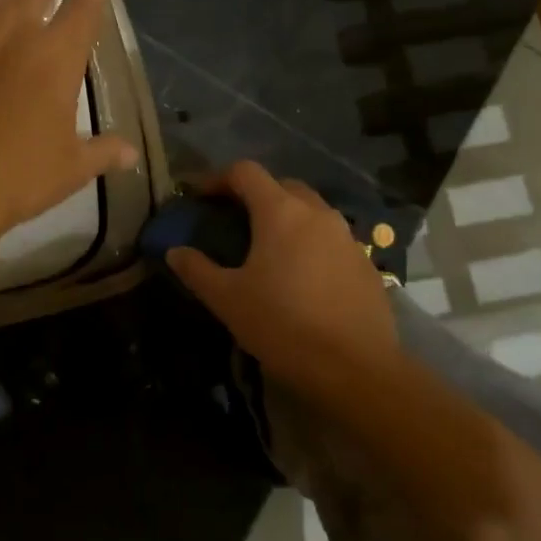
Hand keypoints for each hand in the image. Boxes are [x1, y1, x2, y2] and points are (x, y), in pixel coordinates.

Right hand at [165, 161, 398, 393]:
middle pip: (282, 186)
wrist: (354, 368)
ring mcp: (347, 237)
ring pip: (311, 211)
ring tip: (268, 248)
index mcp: (281, 212)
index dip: (218, 178)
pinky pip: (332, 239)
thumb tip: (175, 251)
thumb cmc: (282, 325)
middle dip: (255, 195)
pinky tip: (302, 276)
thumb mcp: (227, 300)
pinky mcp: (365, 262)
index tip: (200, 197)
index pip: (246, 172)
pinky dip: (311, 244)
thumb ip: (197, 270)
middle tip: (234, 221)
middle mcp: (317, 213)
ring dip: (287, 218)